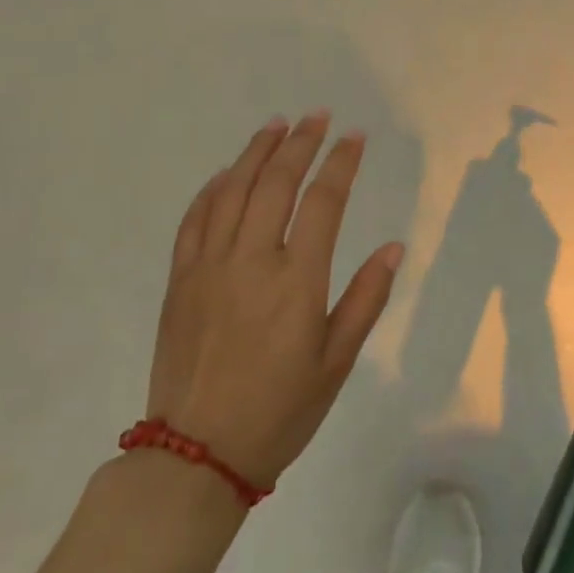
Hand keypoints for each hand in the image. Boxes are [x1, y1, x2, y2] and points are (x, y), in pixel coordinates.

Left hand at [146, 111, 403, 490]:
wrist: (196, 455)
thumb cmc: (279, 411)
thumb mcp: (337, 362)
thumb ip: (366, 299)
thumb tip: (393, 246)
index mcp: (297, 281)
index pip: (324, 202)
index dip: (342, 163)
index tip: (355, 137)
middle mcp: (251, 260)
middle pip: (276, 182)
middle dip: (300, 143)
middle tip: (317, 117)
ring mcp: (209, 266)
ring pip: (233, 190)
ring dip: (256, 152)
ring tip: (276, 125)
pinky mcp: (180, 279)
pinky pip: (195, 219)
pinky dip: (213, 188)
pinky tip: (227, 173)